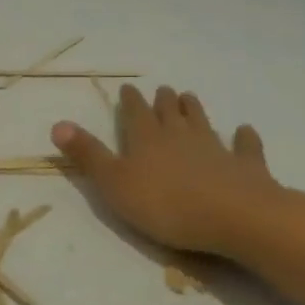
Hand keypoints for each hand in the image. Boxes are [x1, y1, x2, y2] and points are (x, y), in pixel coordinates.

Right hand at [51, 86, 279, 258]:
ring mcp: (216, 149)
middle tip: (163, 89)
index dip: (130, 100)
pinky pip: (245, 147)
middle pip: (169, 112)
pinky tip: (244, 131)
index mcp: (146, 139)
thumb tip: (58, 124)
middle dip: (163, 101)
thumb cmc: (165, 204)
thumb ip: (88, 154)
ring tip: (190, 97)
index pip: (135, 113)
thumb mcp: (114, 183)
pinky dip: (244, 137)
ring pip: (202, 122)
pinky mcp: (247, 167)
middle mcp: (180, 136)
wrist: (235, 217)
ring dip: (194, 110)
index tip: (128, 88)